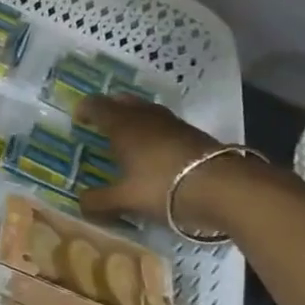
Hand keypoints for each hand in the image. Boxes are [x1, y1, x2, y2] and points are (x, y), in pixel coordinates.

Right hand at [74, 93, 225, 229]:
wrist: (226, 187)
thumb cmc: (165, 187)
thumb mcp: (127, 200)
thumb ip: (100, 202)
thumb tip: (79, 203)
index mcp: (121, 125)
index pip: (96, 105)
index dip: (84, 110)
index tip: (78, 120)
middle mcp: (143, 116)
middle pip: (121, 101)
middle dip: (109, 108)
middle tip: (102, 125)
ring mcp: (171, 122)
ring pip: (145, 110)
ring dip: (134, 118)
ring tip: (130, 138)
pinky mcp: (194, 133)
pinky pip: (164, 123)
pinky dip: (155, 130)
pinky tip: (158, 152)